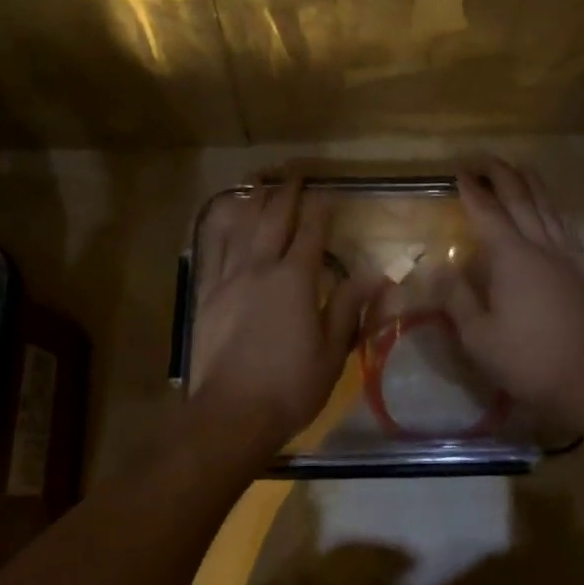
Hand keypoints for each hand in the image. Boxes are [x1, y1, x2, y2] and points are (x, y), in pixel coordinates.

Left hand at [189, 178, 368, 450]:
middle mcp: (261, 267)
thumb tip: (375, 272)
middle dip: (287, 191)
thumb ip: (350, 305)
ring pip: (243, 226)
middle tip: (295, 171)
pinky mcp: (208, 293)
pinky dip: (223, 225)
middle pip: (274, 218)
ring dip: (255, 199)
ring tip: (262, 180)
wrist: (231, 413)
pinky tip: (226, 215)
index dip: (321, 208)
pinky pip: (216, 248)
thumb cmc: (291, 385)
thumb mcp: (333, 350)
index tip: (329, 191)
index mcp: (296, 279)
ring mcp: (230, 277)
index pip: (311, 231)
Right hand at [444, 159, 583, 413]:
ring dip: (529, 182)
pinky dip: (552, 205)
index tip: (457, 171)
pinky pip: (563, 224)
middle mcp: (539, 246)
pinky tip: (549, 205)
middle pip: (519, 198)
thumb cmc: (525, 359)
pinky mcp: (579, 269)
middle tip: (481, 159)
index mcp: (511, 257)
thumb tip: (440, 267)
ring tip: (516, 167)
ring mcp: (564, 255)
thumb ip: (457, 297)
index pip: (486, 212)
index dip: (471, 189)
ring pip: (546, 205)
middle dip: (499, 174)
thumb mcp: (477, 336)